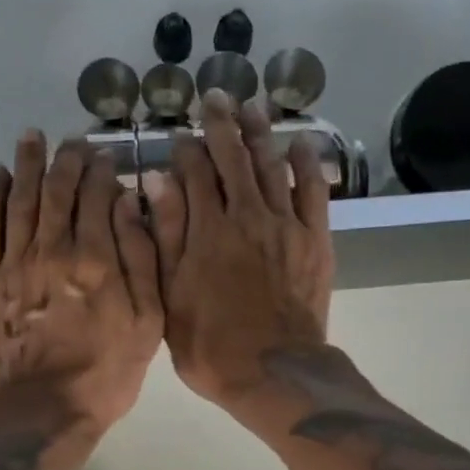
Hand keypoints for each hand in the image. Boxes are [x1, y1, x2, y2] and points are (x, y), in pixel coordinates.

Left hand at [0, 133, 163, 440]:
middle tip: (72, 141)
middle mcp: (52, 248)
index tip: (106, 157)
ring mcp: (13, 262)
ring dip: (27, 164)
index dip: (102, 170)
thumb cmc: (105, 373)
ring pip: (20, 198)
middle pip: (57, 189)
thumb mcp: (148, 323)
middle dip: (66, 158)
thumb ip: (141, 259)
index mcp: (96, 258)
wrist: (43, 411)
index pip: (97, 195)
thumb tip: (127, 204)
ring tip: (33, 137)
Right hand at [150, 91, 333, 408]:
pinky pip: (313, 192)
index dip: (185, 150)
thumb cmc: (210, 345)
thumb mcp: (169, 297)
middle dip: (222, 125)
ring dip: (260, 134)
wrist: (273, 371)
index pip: (193, 173)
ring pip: (271, 166)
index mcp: (205, 231)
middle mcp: (245, 216)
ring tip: (253, 107)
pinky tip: (300, 144)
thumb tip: (155, 181)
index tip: (181, 137)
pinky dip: (307, 165)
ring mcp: (284, 225)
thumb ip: (163, 237)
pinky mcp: (314, 240)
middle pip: (232, 159)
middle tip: (216, 97)